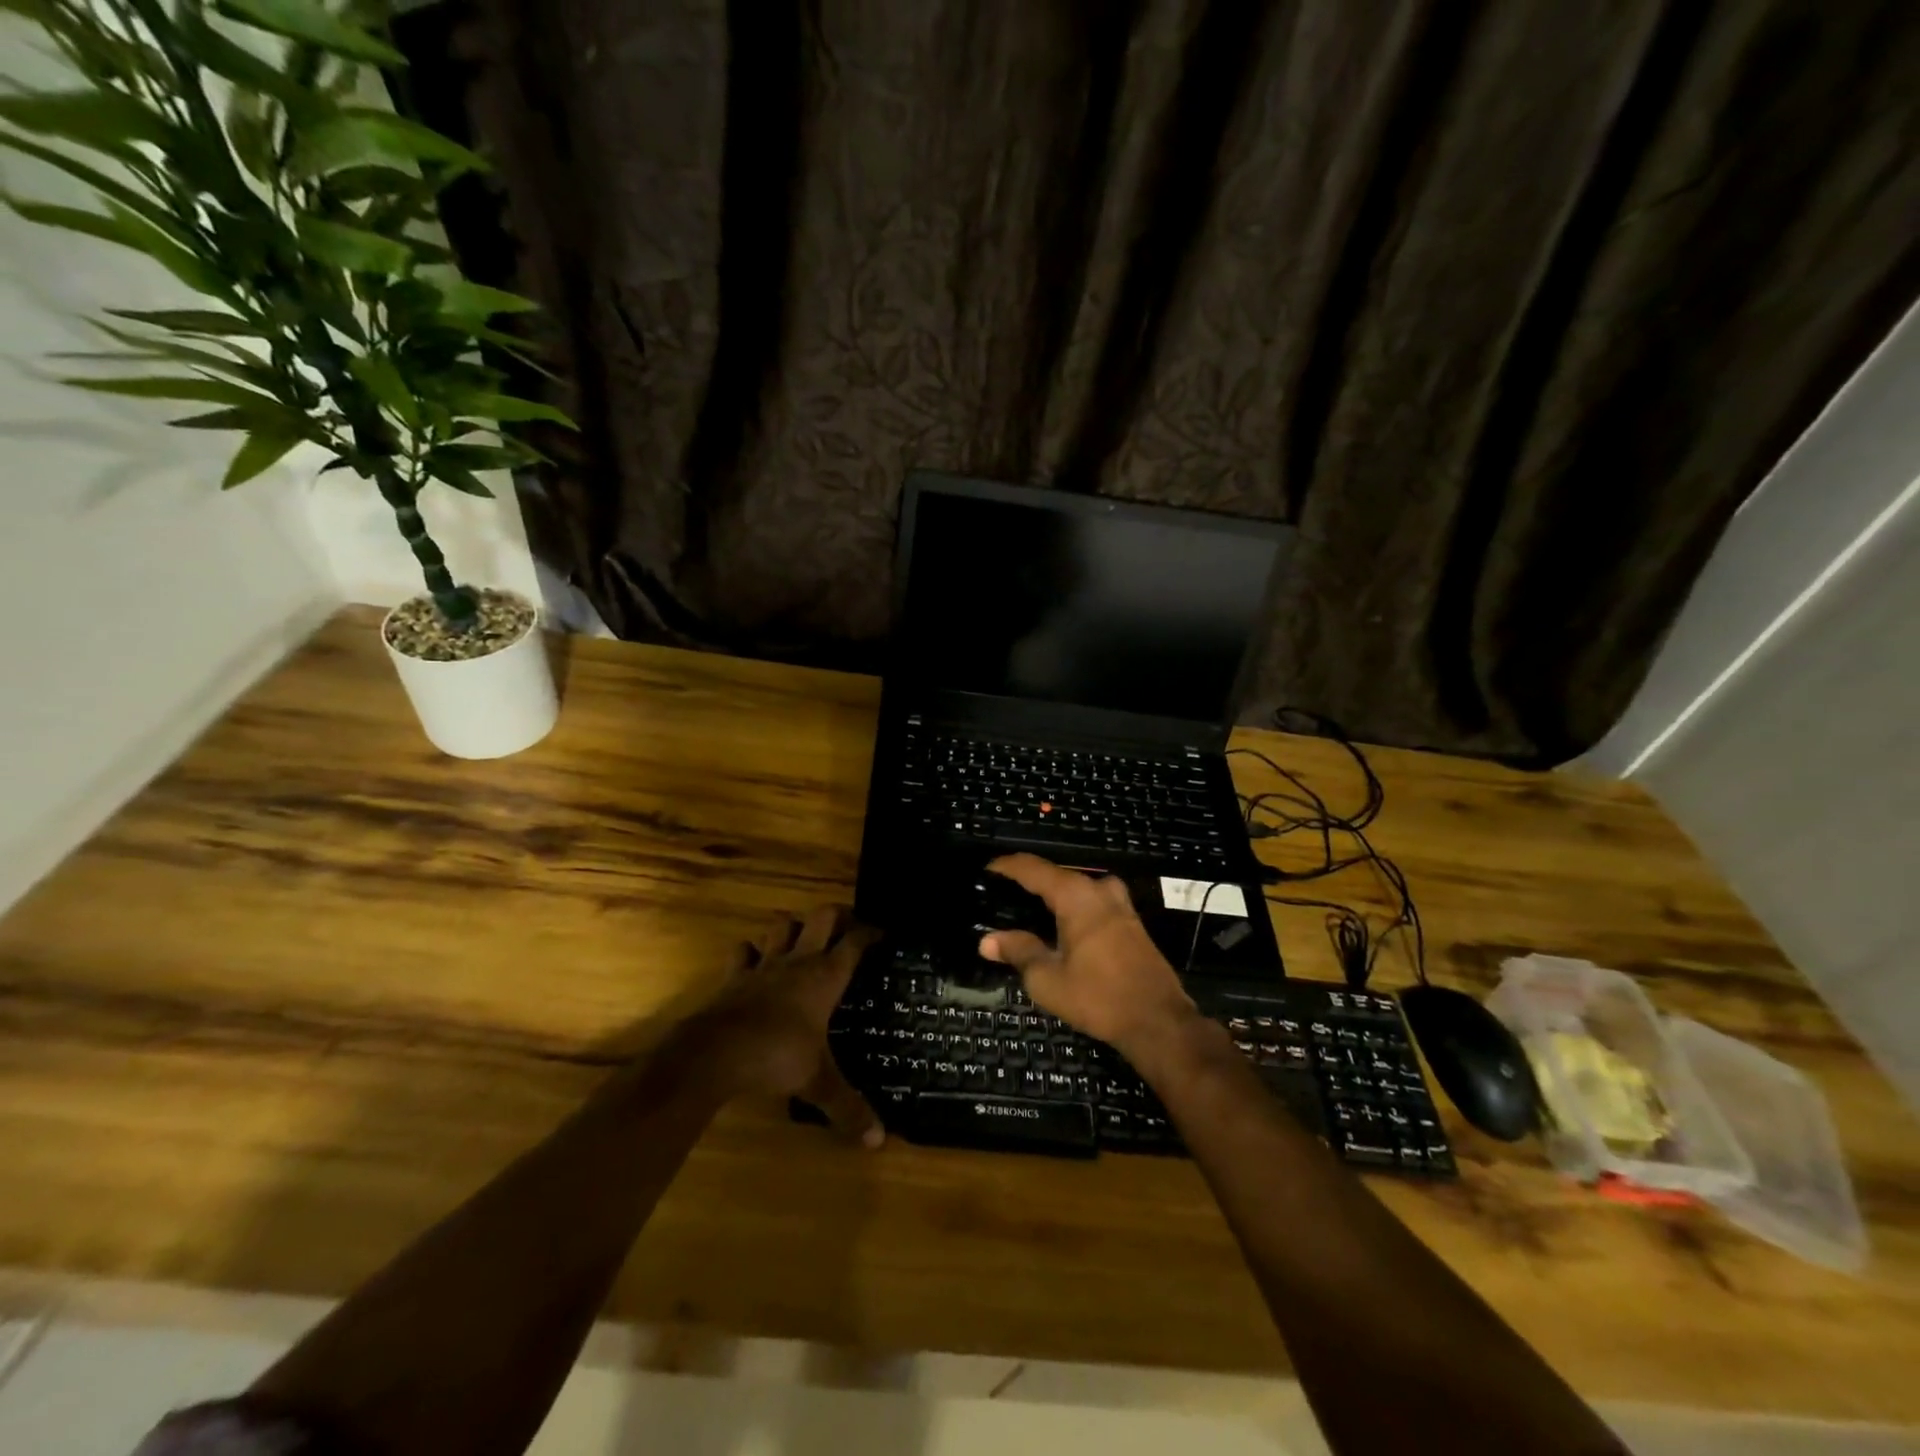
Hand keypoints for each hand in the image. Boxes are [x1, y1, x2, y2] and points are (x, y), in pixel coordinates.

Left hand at [683, 907, 884, 1146]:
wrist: (716, 1053)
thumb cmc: (776, 1057)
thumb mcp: (817, 1083)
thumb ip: (848, 1108)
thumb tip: (878, 1141)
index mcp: (825, 977)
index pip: (855, 942)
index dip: (872, 932)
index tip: (884, 933)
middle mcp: (799, 961)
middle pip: (822, 917)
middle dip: (837, 915)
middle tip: (847, 926)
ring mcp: (764, 964)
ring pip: (783, 925)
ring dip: (795, 926)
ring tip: (804, 936)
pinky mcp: (735, 976)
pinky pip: (744, 951)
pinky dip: (752, 951)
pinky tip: (756, 960)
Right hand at [977, 854, 1198, 1062]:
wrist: (1158, 1021)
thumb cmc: (1098, 997)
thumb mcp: (1048, 979)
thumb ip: (1018, 951)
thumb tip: (987, 940)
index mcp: (1075, 895)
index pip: (1032, 868)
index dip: (1005, 867)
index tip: (984, 872)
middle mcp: (1098, 889)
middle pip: (1054, 876)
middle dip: (1026, 884)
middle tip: (1000, 900)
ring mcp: (1119, 903)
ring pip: (1075, 889)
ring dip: (1050, 897)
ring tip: (1025, 914)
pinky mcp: (1130, 921)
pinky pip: (1091, 902)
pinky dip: (1070, 908)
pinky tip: (1057, 929)